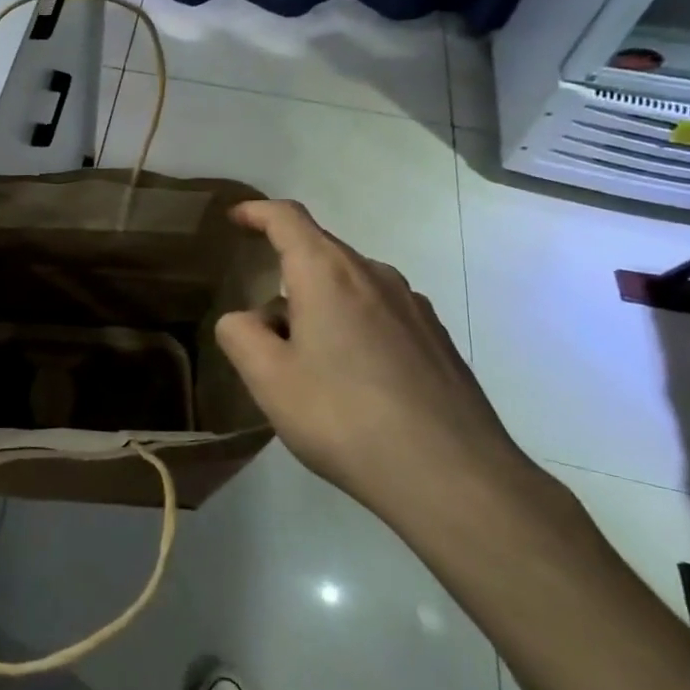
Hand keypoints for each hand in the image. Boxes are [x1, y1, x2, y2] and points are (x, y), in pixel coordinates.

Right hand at [214, 200, 543, 528]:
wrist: (453, 477)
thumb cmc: (345, 418)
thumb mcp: (269, 380)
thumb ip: (240, 335)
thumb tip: (246, 318)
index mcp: (328, 274)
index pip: (287, 219)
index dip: (257, 212)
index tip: (236, 218)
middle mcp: (375, 276)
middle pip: (320, 252)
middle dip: (284, 274)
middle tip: (262, 326)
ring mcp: (413, 306)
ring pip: (351, 285)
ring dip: (319, 305)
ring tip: (306, 362)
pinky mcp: (436, 339)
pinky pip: (379, 313)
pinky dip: (352, 326)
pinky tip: (352, 381)